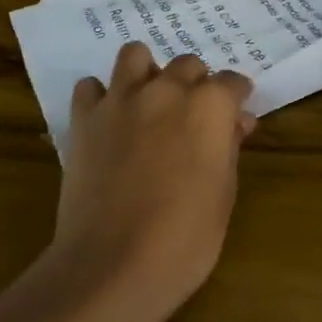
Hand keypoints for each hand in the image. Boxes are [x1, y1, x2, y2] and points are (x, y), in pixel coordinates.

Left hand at [44, 42, 254, 321]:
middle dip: (195, 84)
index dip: (236, 97)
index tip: (236, 115)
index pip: (232, 81)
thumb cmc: (184, 239)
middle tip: (193, 117)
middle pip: (187, 64)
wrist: (111, 266)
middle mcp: (166, 89)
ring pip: (135, 55)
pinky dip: (102, 97)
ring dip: (147, 72)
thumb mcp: (223, 195)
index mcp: (209, 106)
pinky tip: (110, 121)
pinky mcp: (85, 118)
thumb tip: (236, 122)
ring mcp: (121, 99)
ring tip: (149, 102)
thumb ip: (228, 147)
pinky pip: (91, 87)